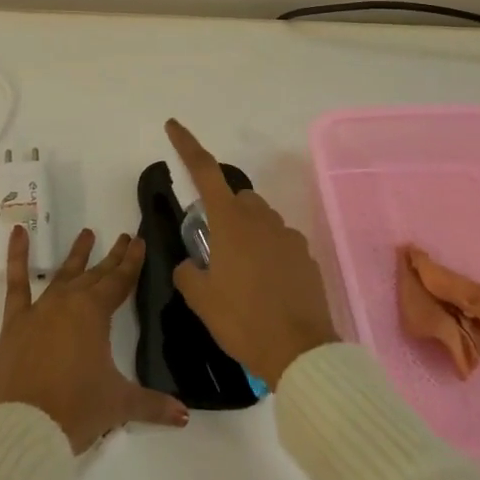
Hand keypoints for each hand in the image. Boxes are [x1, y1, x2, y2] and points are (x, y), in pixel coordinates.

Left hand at [0, 225, 188, 451]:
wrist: (24, 426)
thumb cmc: (76, 410)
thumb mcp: (119, 405)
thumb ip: (153, 405)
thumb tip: (184, 415)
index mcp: (95, 314)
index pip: (119, 282)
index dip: (132, 263)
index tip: (139, 240)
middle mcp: (68, 302)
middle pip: (95, 276)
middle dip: (112, 258)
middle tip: (124, 238)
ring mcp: (40, 309)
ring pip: (63, 275)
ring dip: (77, 255)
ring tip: (87, 234)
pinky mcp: (15, 321)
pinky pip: (16, 283)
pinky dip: (16, 256)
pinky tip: (19, 233)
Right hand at [166, 119, 339, 386]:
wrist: (301, 354)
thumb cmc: (243, 320)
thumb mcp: (201, 299)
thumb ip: (189, 273)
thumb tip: (192, 265)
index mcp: (230, 221)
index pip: (204, 170)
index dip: (186, 144)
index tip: (173, 125)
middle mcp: (261, 219)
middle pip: (238, 198)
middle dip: (224, 211)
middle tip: (215, 248)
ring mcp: (288, 237)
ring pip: (261, 221)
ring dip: (248, 235)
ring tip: (241, 275)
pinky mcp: (306, 257)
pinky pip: (280, 244)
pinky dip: (269, 255)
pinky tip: (266, 287)